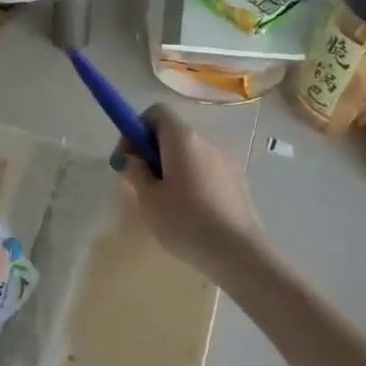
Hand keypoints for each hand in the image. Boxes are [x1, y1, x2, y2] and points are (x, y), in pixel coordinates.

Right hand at [112, 104, 263, 276]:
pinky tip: (189, 212)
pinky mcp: (237, 181)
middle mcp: (206, 142)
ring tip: (164, 203)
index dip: (136, 129)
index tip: (128, 157)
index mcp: (182, 139)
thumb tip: (129, 158)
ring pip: (189, 154)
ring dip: (171, 168)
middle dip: (151, 152)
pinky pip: (206, 171)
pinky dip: (191, 181)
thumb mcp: (148, 199)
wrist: (237, 253)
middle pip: (172, 134)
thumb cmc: (185, 221)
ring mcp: (226, 161)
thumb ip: (135, 172)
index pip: (156, 113)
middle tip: (140, 184)